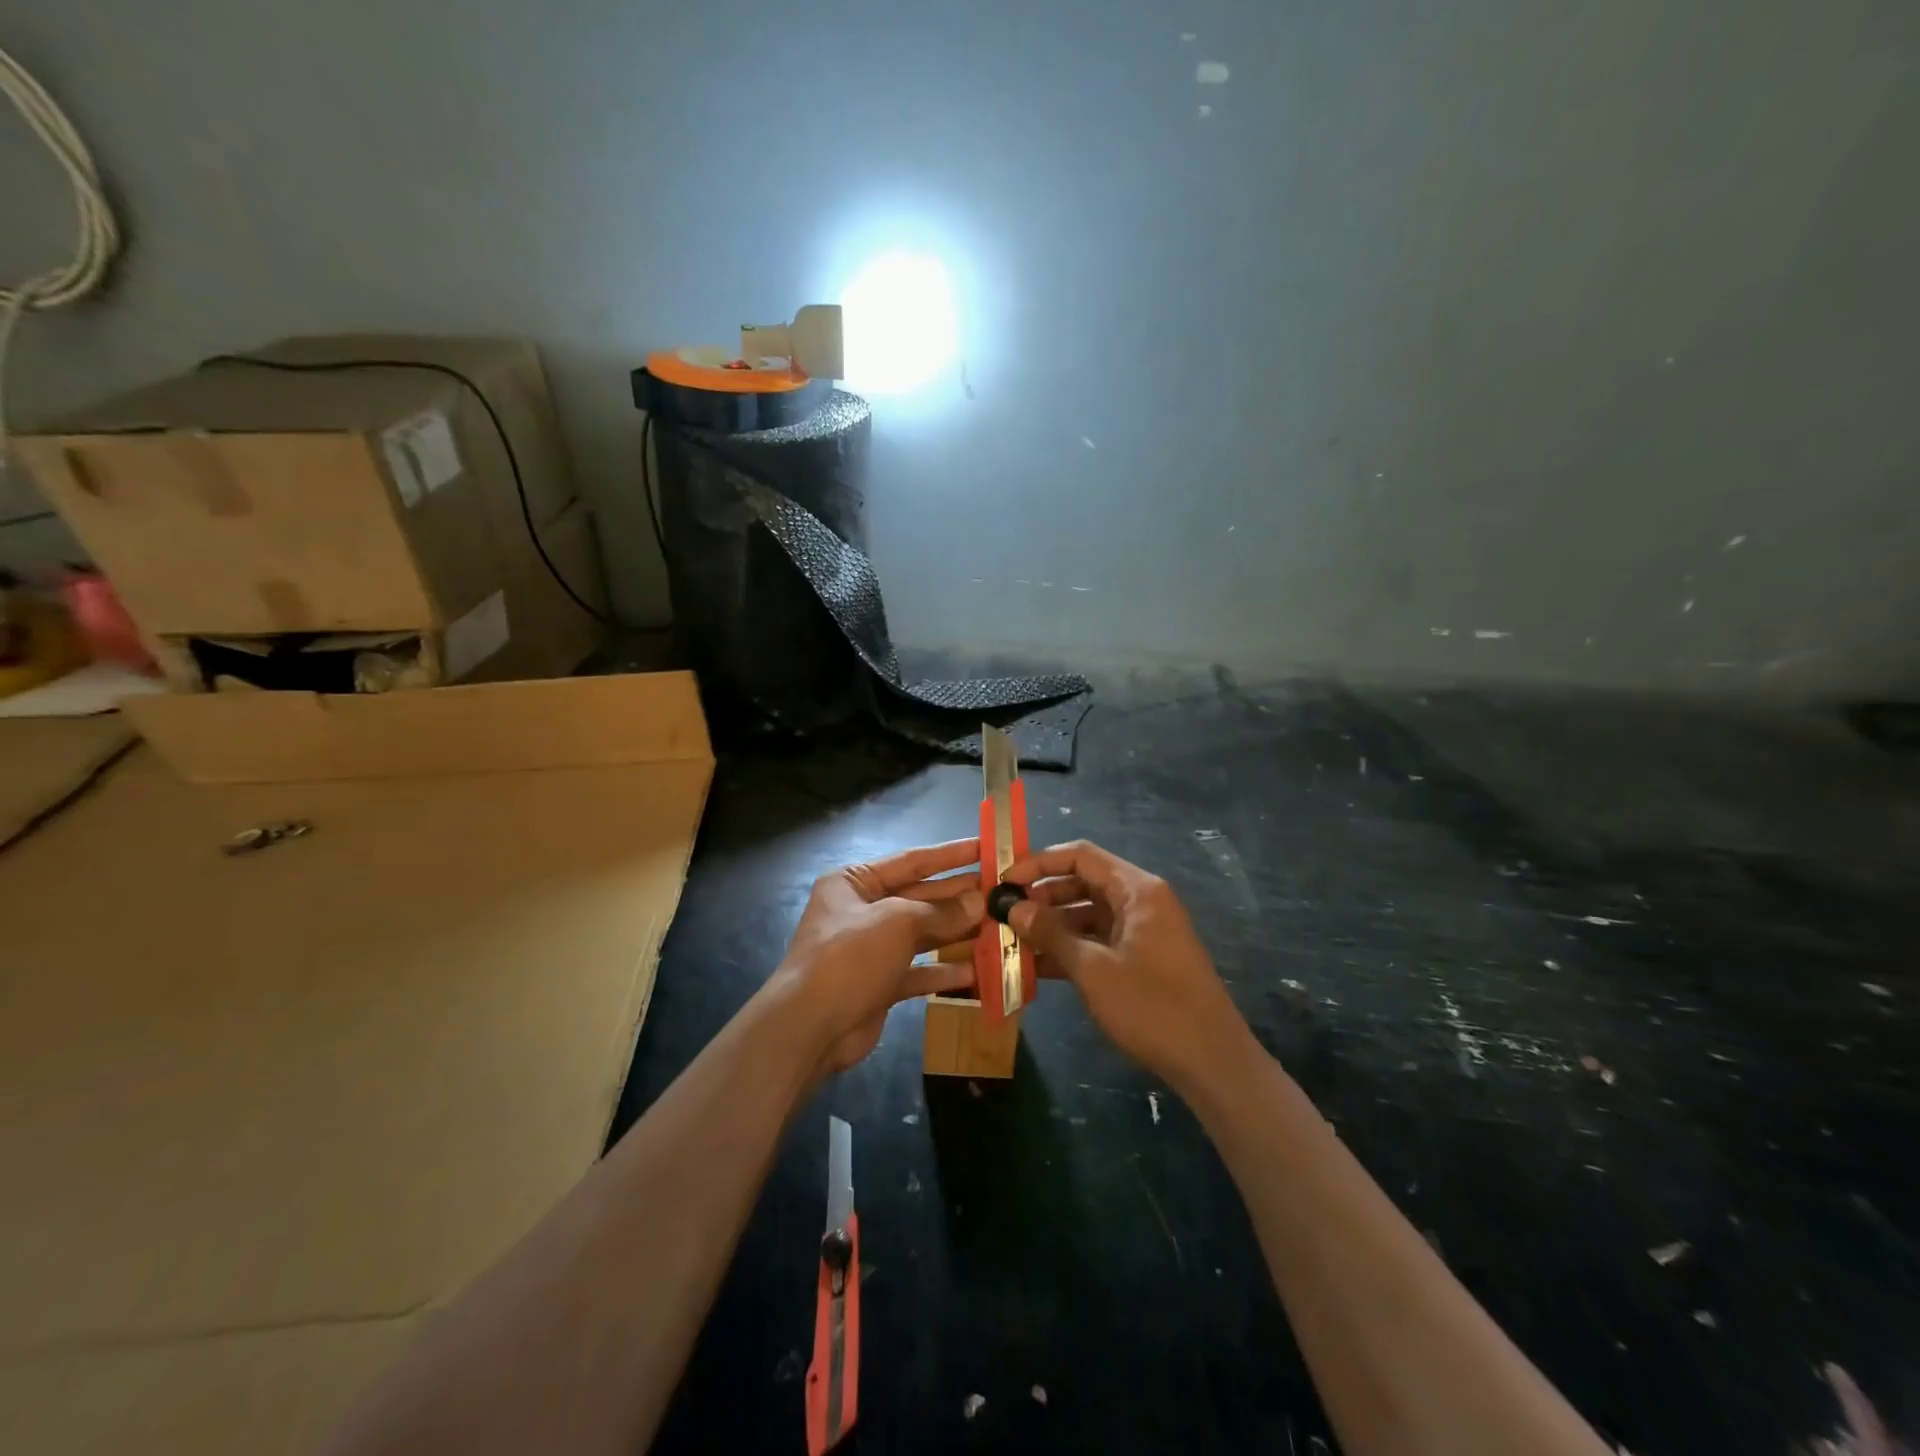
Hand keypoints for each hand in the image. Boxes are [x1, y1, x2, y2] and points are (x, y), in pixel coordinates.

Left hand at [775, 838, 984, 1075]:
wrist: (810, 1027)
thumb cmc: (850, 956)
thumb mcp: (897, 923)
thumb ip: (941, 912)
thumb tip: (980, 902)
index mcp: (855, 882)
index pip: (911, 860)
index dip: (950, 855)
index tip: (985, 847)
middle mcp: (862, 910)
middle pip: (919, 897)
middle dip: (958, 896)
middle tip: (1000, 891)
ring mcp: (871, 949)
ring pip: (922, 934)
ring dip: (956, 932)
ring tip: (996, 926)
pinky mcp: (880, 983)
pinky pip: (918, 970)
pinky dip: (943, 971)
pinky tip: (976, 971)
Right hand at [1003, 840, 1252, 1093]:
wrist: (1212, 1062)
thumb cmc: (1152, 1007)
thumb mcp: (1094, 969)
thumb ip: (1052, 933)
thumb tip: (1014, 907)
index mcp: (1137, 890)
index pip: (1081, 856)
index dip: (1039, 862)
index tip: (1004, 879)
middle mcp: (1140, 901)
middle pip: (1083, 882)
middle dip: (1042, 896)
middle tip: (1003, 913)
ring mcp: (1142, 931)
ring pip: (1087, 914)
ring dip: (1052, 925)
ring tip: (1011, 941)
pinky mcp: (1141, 958)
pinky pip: (1098, 940)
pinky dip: (1070, 948)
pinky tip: (1036, 966)